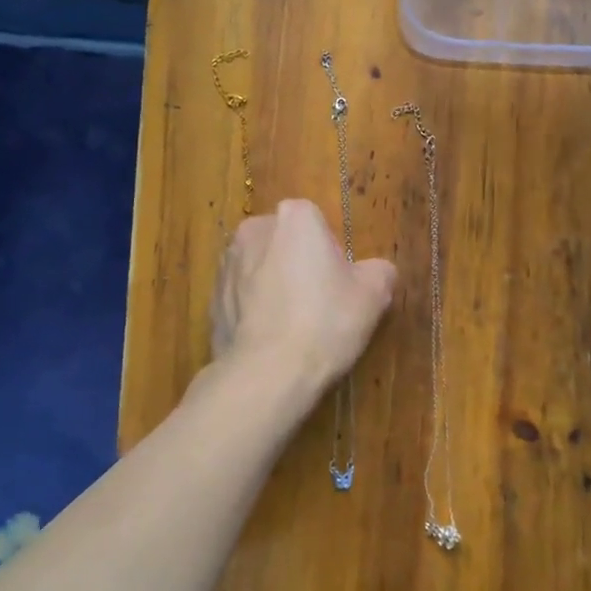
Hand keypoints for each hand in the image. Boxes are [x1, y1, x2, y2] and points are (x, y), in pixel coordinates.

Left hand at [209, 200, 395, 407]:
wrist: (266, 373)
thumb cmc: (325, 322)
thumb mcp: (373, 296)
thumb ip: (379, 271)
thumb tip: (377, 271)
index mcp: (294, 217)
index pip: (318, 223)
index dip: (331, 253)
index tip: (338, 284)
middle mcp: (254, 229)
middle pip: (285, 242)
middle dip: (298, 264)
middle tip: (319, 304)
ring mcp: (227, 264)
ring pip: (260, 268)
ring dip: (273, 286)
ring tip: (292, 326)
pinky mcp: (211, 298)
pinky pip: (241, 297)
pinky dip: (253, 310)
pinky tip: (269, 341)